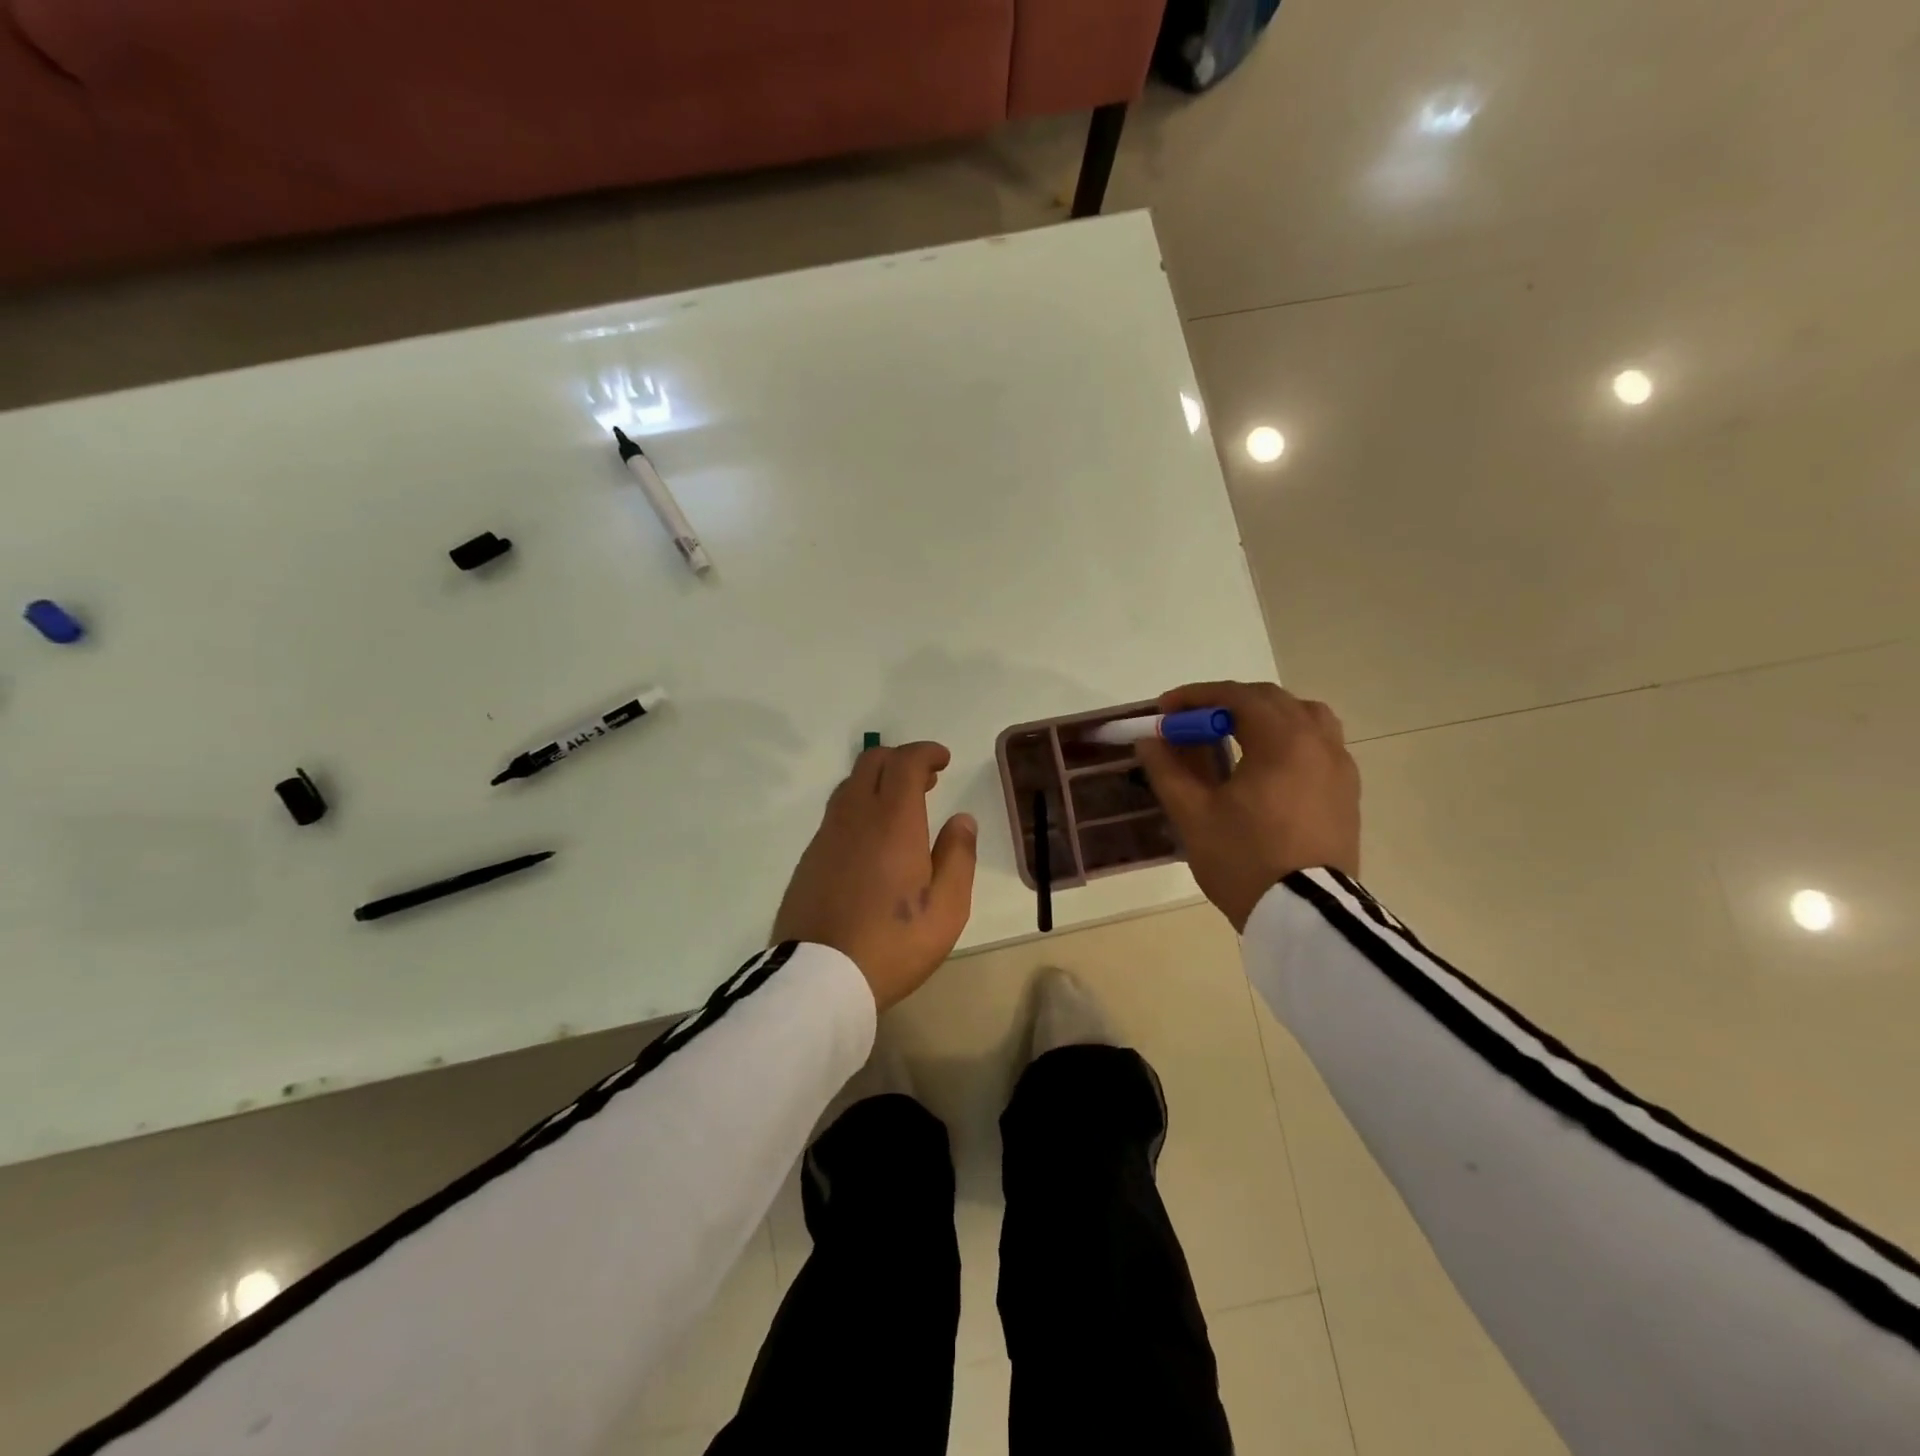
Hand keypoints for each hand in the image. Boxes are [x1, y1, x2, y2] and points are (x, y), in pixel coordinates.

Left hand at [771, 742, 978, 1010]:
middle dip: (901, 760)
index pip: (906, 763)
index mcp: (893, 822)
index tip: (943, 760)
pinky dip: (859, 808)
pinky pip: (836, 815)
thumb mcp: (947, 908)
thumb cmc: (894, 943)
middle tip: (927, 780)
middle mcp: (855, 817)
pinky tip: (871, 840)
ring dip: (878, 782)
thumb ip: (958, 856)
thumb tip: (962, 820)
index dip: (926, 752)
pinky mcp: (809, 859)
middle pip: (872, 763)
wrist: (820, 978)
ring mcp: (826, 836)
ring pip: (850, 787)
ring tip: (901, 808)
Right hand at [1135, 681, 1360, 931]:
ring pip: (1304, 717)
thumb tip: (1149, 740)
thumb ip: (1168, 770)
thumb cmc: (1245, 860)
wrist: (1306, 916)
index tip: (1165, 711)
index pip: (1236, 696)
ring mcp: (1340, 768)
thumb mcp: (1193, 815)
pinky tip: (1268, 768)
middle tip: (1192, 724)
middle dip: (1226, 703)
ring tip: (1236, 737)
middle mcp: (1318, 742)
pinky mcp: (1348, 793)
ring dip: (1265, 716)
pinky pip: (1320, 745)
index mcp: (1282, 741)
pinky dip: (1290, 739)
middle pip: (1271, 700)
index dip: (1195, 697)